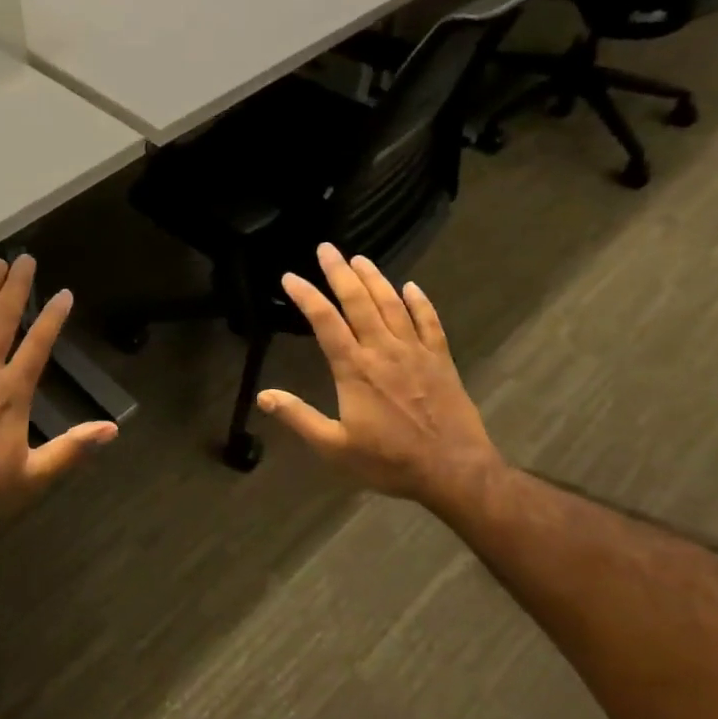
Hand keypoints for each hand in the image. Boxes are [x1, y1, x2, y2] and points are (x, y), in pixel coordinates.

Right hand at [257, 244, 502, 512]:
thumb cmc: (390, 461)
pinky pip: (429, 322)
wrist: (453, 471)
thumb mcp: (335, 447)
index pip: (325, 322)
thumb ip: (299, 418)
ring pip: (392, 305)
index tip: (290, 276)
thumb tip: (263, 397)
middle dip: (339, 272)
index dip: (306, 296)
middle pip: (359, 302)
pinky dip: (420, 302)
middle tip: (326, 248)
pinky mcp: (441, 360)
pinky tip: (411, 287)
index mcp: (355, 369)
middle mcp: (384, 351)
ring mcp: (416, 352)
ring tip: (360, 258)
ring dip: (374, 279)